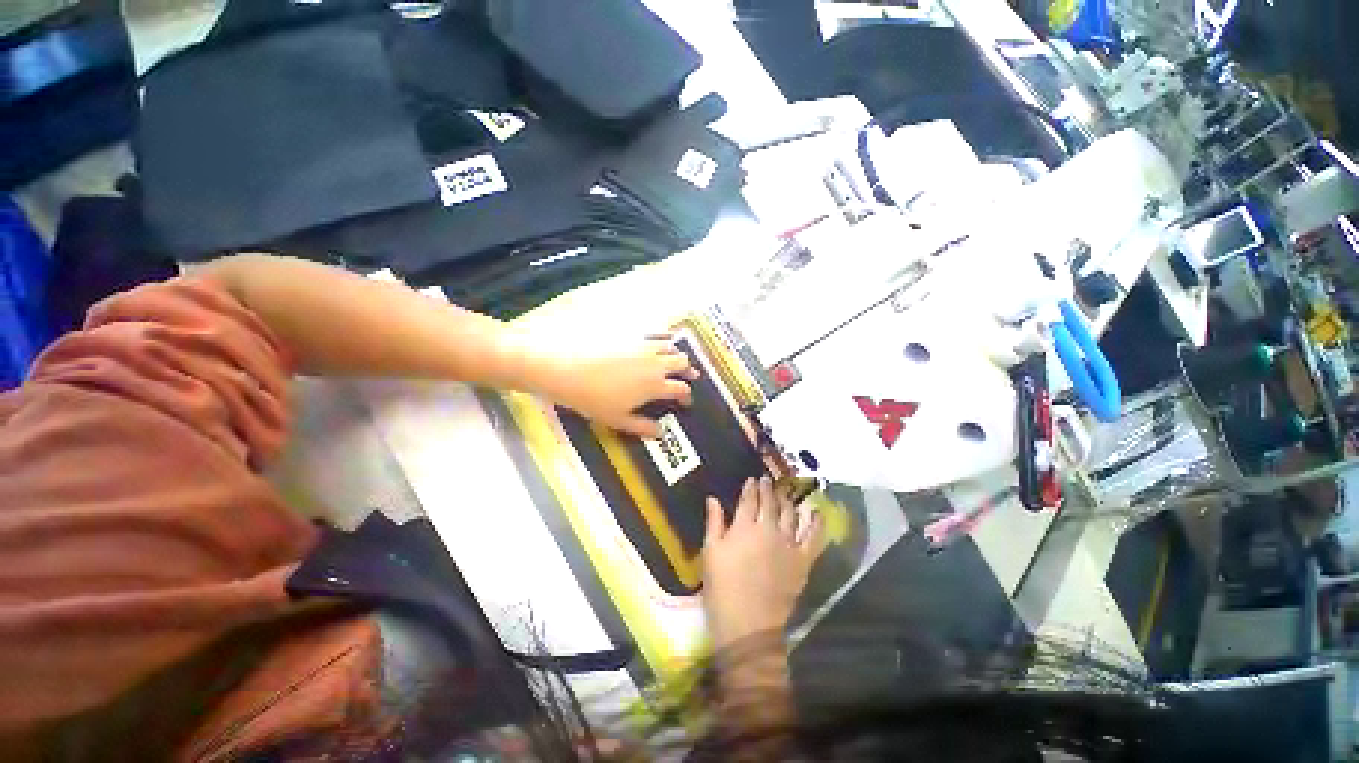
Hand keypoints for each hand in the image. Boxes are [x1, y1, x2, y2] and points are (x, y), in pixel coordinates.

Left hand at [545, 339, 698, 437]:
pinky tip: (664, 338)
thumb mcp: (617, 419)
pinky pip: (655, 331)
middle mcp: (656, 362)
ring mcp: (644, 344)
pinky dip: (664, 336)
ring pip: (671, 346)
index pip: (681, 390)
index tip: (686, 402)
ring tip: (677, 359)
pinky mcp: (631, 331)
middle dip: (688, 372)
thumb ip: (642, 427)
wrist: (565, 367)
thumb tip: (660, 433)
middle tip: (689, 377)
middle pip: (682, 363)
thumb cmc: (591, 398)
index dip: (687, 397)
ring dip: (677, 354)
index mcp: (655, 385)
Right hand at [702, 477, 824, 651]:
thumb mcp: (711, 552)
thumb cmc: (722, 588)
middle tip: (768, 480)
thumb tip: (713, 498)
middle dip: (768, 489)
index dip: (751, 487)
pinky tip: (816, 512)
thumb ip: (714, 522)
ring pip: (790, 513)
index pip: (749, 499)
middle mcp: (768, 529)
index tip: (752, 479)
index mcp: (744, 527)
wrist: (748, 625)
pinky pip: (813, 537)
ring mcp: (788, 544)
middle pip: (770, 503)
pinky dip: (815, 522)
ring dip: (787, 500)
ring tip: (785, 492)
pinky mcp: (802, 560)